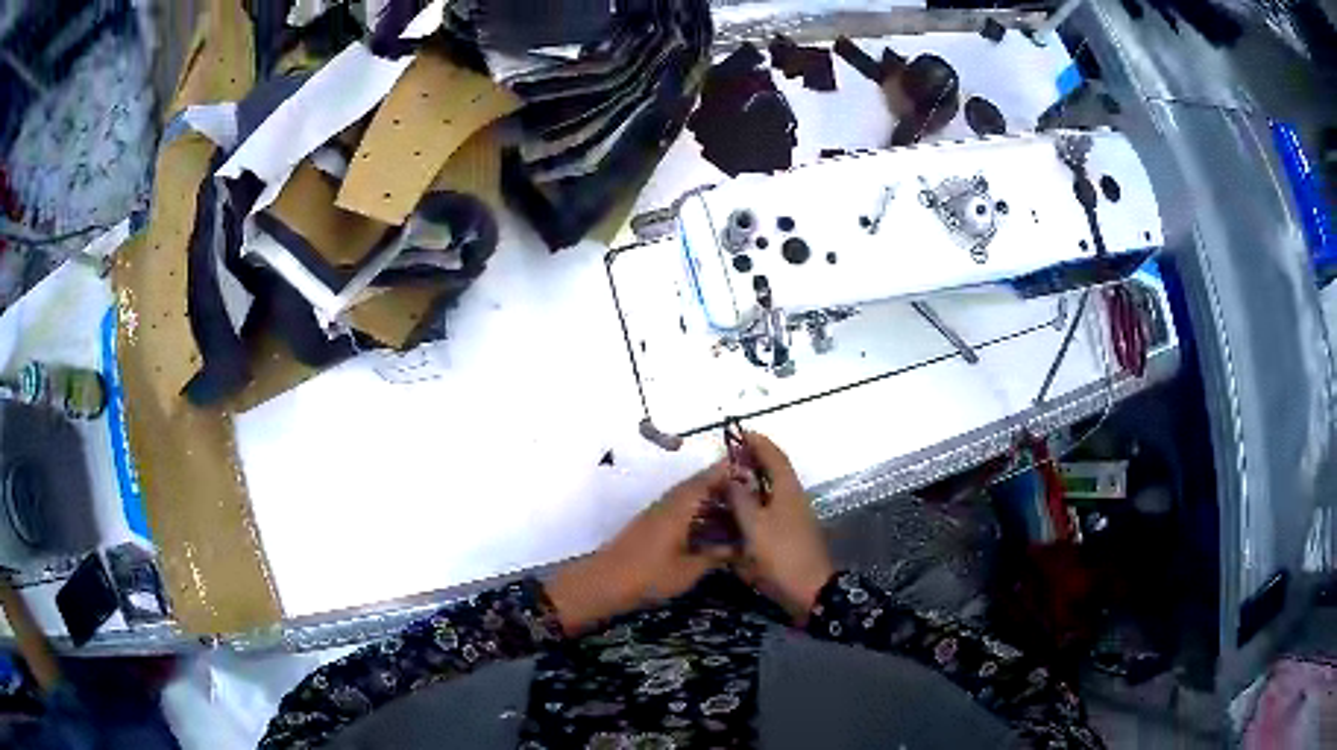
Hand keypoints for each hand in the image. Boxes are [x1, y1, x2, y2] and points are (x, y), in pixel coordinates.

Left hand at [548, 462, 733, 633]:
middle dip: (723, 485)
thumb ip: (715, 556)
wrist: (603, 583)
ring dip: (711, 500)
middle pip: (698, 487)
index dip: (728, 471)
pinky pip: (681, 511)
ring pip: (689, 499)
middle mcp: (668, 504)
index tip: (751, 466)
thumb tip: (741, 547)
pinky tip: (711, 527)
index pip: (706, 479)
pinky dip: (699, 513)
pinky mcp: (651, 527)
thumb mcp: (688, 570)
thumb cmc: (647, 575)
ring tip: (738, 509)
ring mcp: (657, 515)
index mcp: (678, 507)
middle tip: (752, 490)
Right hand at [729, 432, 833, 623]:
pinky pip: (770, 509)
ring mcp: (793, 516)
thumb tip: (732, 476)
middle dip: (755, 461)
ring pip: (772, 491)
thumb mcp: (754, 526)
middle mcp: (793, 498)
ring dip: (754, 483)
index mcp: (787, 490)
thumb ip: (741, 499)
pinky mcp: (790, 533)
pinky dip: (755, 504)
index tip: (740, 433)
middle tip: (730, 458)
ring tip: (729, 483)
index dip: (759, 443)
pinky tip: (739, 513)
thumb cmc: (781, 555)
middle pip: (775, 472)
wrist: (809, 590)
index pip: (774, 457)